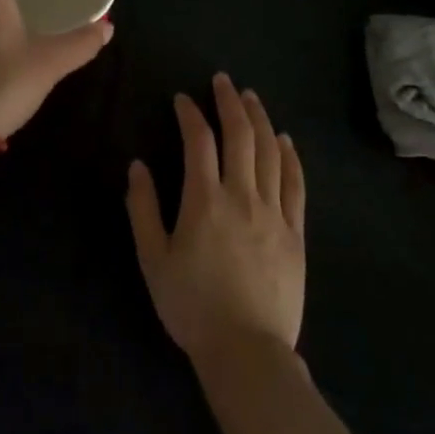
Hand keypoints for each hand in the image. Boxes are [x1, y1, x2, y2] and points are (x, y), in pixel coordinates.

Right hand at [126, 74, 306, 364]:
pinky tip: (285, 140)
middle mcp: (242, 196)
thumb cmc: (192, 306)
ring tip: (251, 98)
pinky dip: (290, 157)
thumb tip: (138, 166)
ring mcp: (274, 213)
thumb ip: (144, 208)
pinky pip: (296, 185)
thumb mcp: (153, 259)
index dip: (190, 114)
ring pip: (271, 153)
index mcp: (205, 200)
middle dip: (230, 102)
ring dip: (260, 119)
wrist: (247, 352)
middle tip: (223, 81)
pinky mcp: (295, 233)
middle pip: (241, 136)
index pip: (198, 141)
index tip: (182, 99)